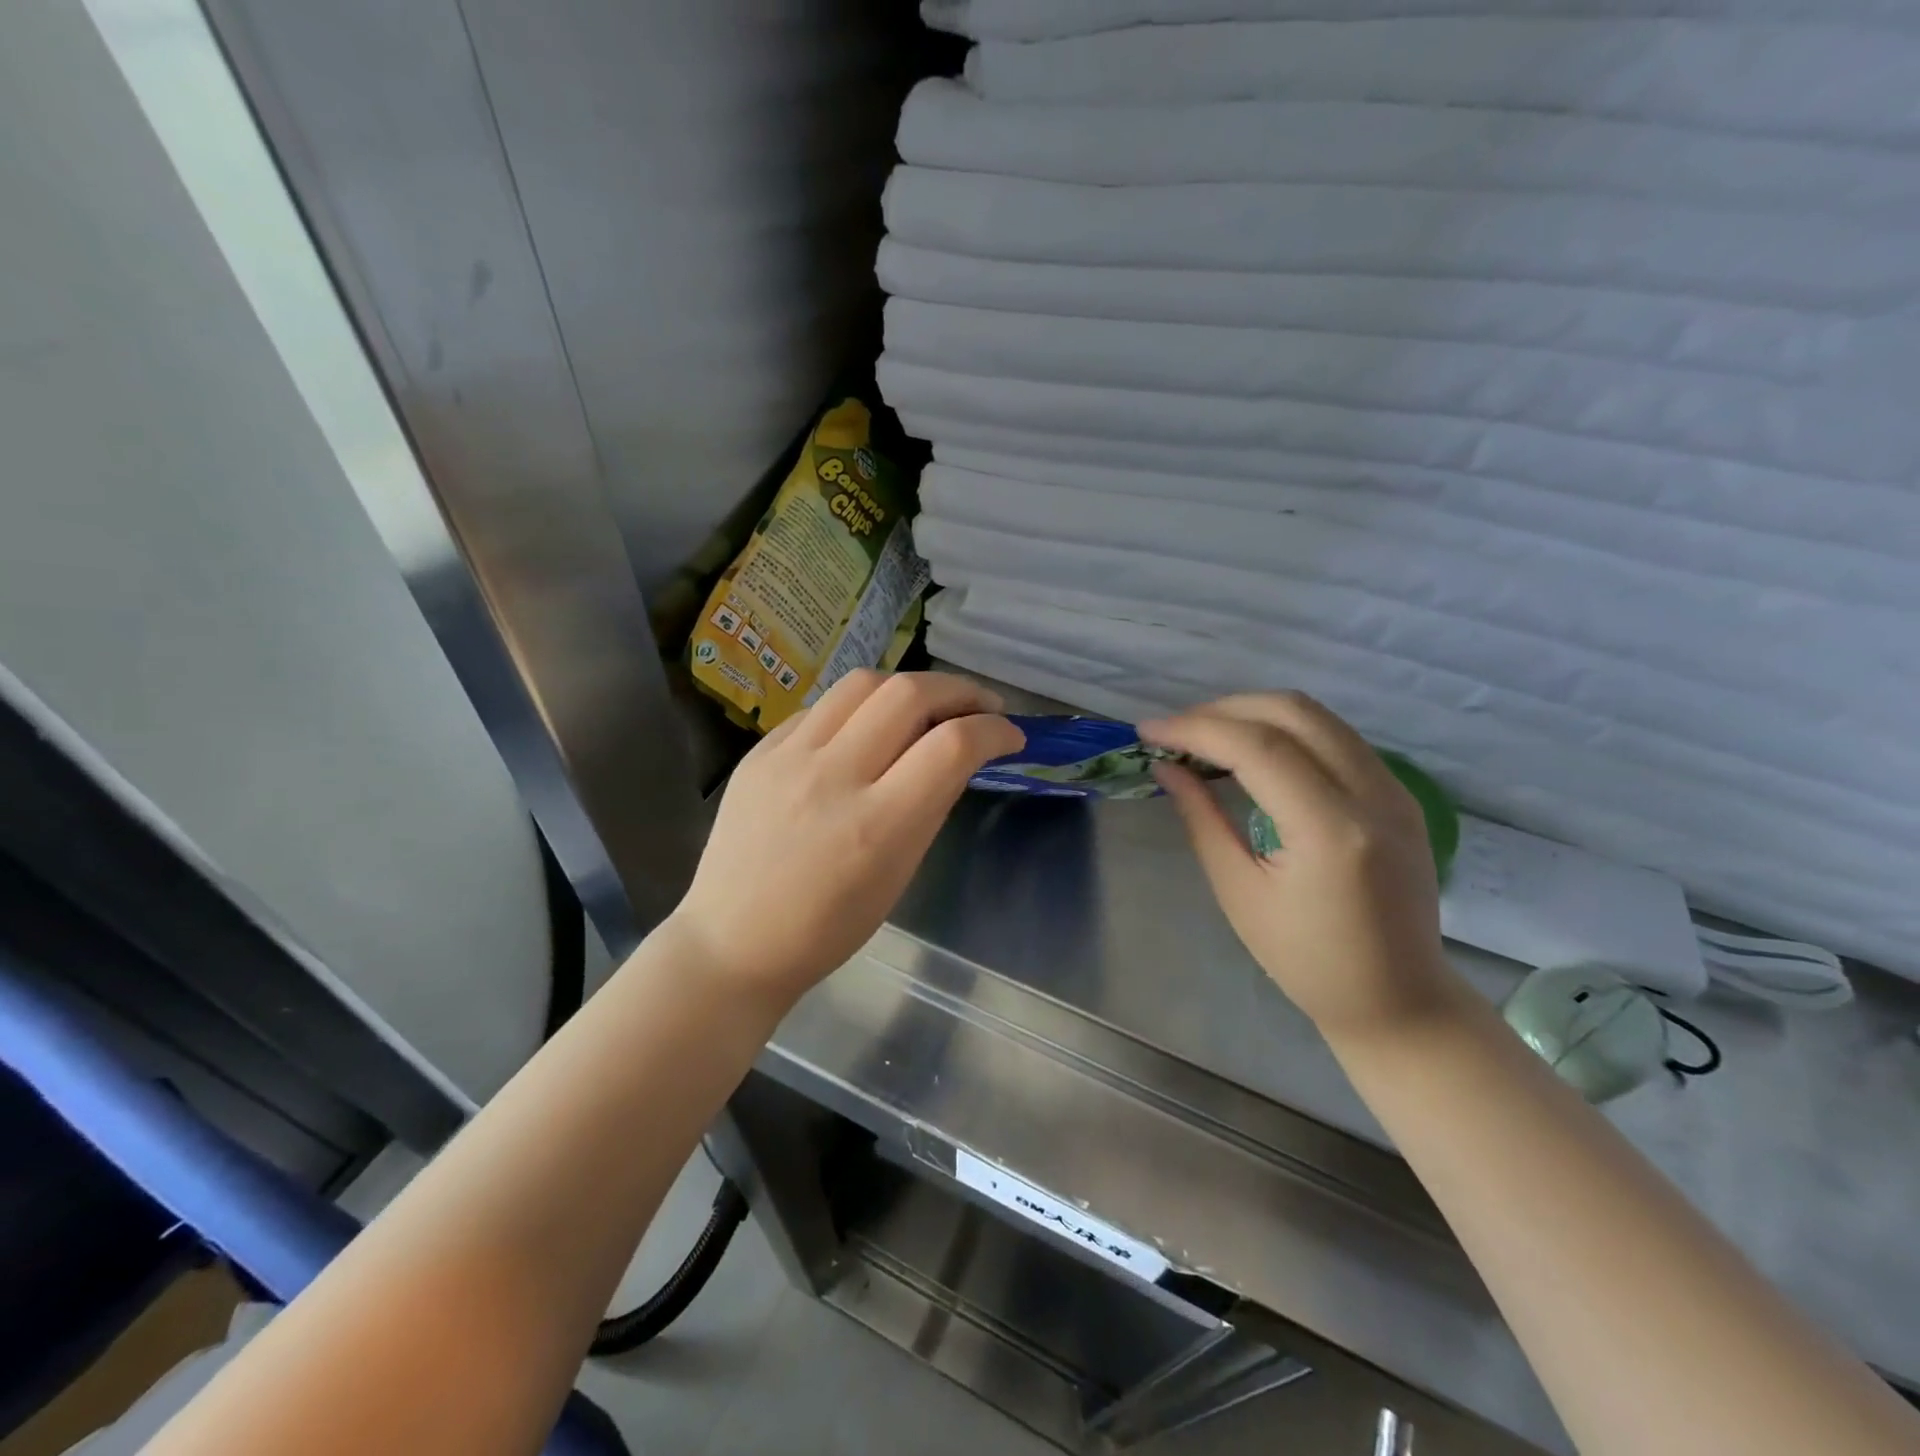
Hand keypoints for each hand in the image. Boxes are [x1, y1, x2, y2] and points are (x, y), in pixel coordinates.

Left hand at [669, 670, 1023, 1009]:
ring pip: (862, 683)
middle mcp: (833, 778)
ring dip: (908, 686)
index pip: (951, 746)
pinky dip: (859, 708)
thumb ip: (929, 806)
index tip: (1010, 735)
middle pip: (908, 694)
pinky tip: (867, 727)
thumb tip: (956, 754)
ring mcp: (788, 758)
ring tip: (925, 705)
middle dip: (959, 690)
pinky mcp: (759, 752)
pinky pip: (821, 708)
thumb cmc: (829, 928)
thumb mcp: (899, 875)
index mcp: (877, 826)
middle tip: (979, 706)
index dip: (994, 730)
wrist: (734, 942)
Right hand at [1142, 693, 1461, 1040]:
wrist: (1399, 1000)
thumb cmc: (1307, 961)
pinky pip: (1335, 736)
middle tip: (1176, 732)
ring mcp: (1395, 789)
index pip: (1258, 747)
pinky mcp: (1399, 793)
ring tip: (1206, 737)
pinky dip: (1284, 730)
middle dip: (1223, 709)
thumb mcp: (1239, 892)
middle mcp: (1373, 795)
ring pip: (1316, 715)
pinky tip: (1251, 753)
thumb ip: (1202, 819)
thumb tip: (1166, 766)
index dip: (1196, 728)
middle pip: (1292, 711)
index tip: (1148, 731)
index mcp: (1331, 831)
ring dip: (1253, 713)